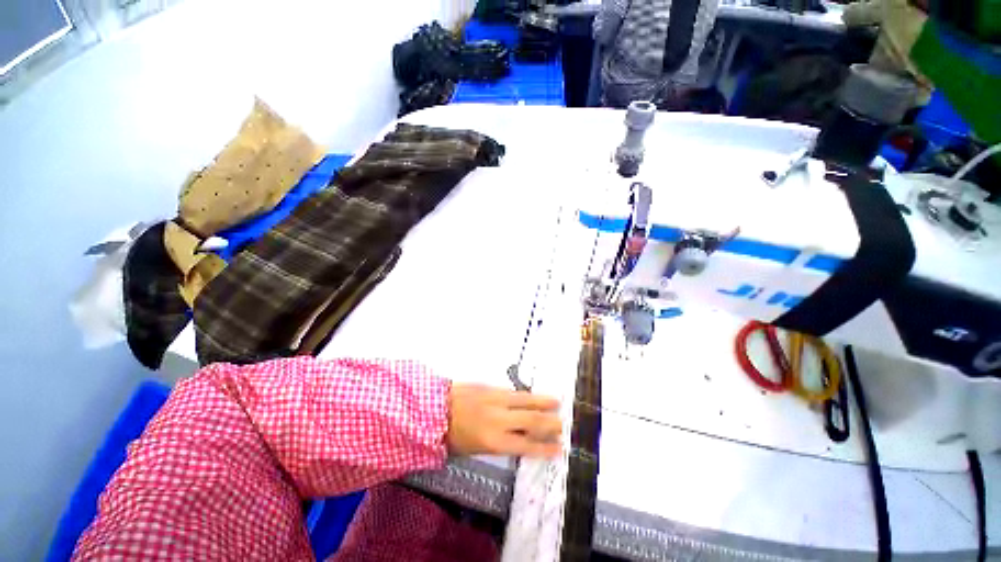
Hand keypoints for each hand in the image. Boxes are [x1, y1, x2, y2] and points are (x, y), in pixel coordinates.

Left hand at [447, 383, 561, 457]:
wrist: (435, 409)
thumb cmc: (452, 436)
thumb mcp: (475, 449)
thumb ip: (498, 443)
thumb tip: (515, 439)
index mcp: (493, 441)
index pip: (526, 445)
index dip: (544, 447)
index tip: (558, 448)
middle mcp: (499, 419)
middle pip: (530, 421)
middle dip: (548, 423)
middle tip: (562, 424)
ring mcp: (495, 400)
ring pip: (524, 400)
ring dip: (542, 401)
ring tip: (556, 402)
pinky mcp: (490, 387)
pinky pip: (512, 392)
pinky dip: (524, 394)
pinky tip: (532, 395)